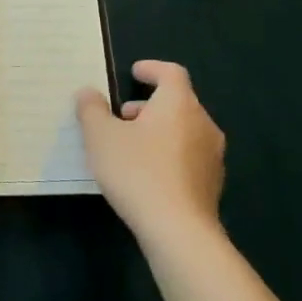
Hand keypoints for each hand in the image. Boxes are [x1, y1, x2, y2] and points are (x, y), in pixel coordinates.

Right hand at [76, 60, 225, 244]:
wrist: (179, 232)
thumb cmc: (138, 172)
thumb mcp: (100, 137)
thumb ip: (91, 109)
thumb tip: (88, 93)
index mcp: (179, 104)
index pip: (171, 73)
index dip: (152, 69)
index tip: (135, 72)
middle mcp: (203, 123)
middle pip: (179, 101)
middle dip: (150, 104)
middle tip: (123, 116)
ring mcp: (212, 156)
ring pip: (185, 130)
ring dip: (160, 130)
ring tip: (131, 147)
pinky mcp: (212, 184)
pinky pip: (189, 156)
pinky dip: (169, 154)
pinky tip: (148, 174)